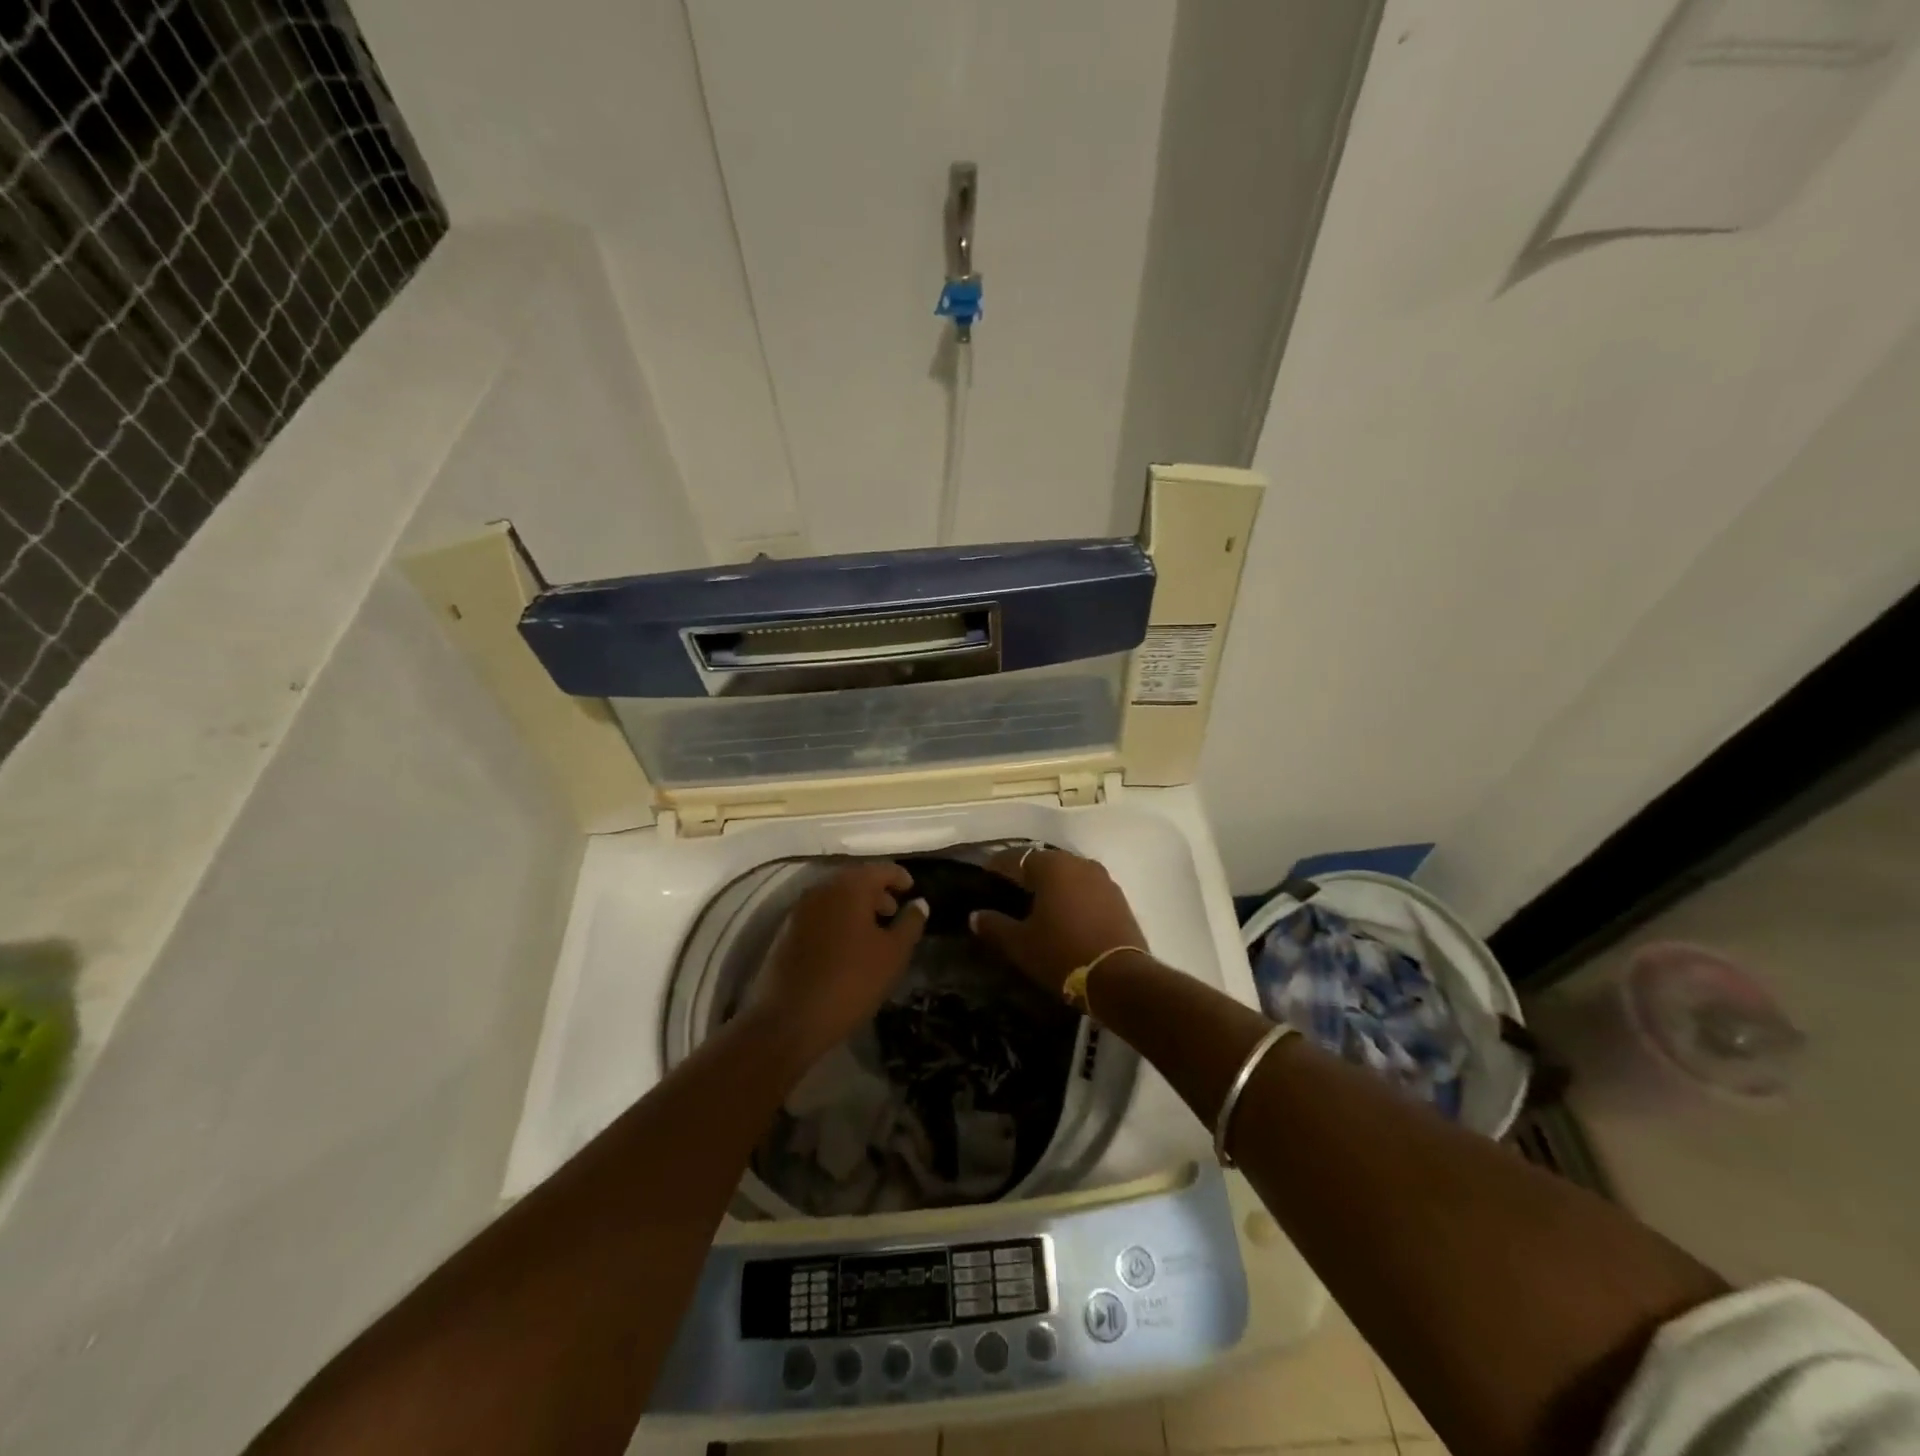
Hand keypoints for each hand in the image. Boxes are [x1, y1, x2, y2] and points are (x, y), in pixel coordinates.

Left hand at [743, 862, 927, 1067]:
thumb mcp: (893, 955)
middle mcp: (822, 889)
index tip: (912, 890)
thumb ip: (910, 924)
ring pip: (836, 897)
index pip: (881, 869)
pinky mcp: (787, 931)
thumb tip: (919, 903)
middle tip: (894, 912)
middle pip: (855, 880)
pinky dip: (837, 920)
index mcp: (850, 887)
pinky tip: (846, 946)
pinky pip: (820, 914)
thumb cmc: (850, 982)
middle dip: (877, 892)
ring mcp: (800, 909)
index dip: (899, 877)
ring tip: (873, 932)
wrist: (789, 1019)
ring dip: (856, 907)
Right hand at [969, 847, 1146, 994]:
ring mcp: (1102, 878)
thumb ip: (994, 926)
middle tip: (1009, 890)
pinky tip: (1064, 912)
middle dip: (1025, 873)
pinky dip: (1071, 894)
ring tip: (1036, 902)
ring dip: (1051, 883)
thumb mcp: (1020, 944)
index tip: (984, 877)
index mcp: (1051, 866)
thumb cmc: (1062, 954)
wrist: (1120, 978)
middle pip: (1044, 861)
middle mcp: (1077, 863)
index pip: (1015, 857)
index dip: (996, 866)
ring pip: (1067, 873)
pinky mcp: (1118, 897)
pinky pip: (1086, 887)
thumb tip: (975, 916)